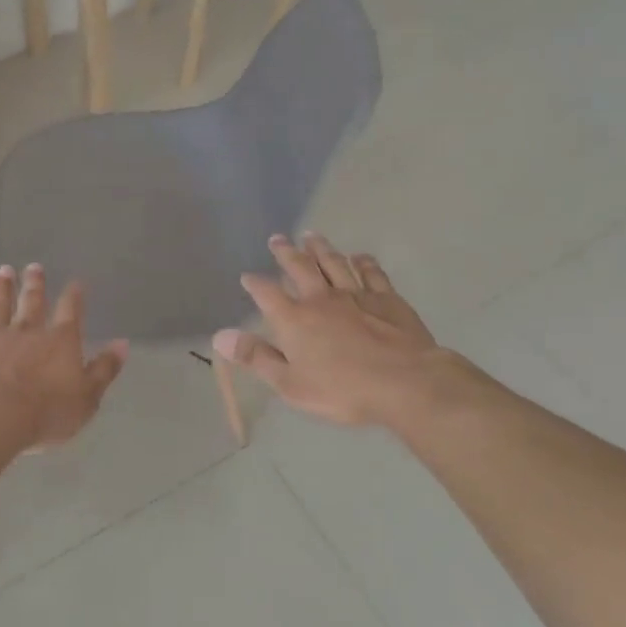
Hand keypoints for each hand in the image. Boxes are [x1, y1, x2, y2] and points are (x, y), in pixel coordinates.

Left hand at [0, 265, 128, 452]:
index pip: (70, 312)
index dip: (74, 296)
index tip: (76, 282)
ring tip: (2, 272)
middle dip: (34, 284)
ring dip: (0, 289)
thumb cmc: (46, 412)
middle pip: (32, 302)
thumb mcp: (87, 397)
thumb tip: (123, 344)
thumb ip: (104, 369)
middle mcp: (26, 331)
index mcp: (59, 341)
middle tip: (33, 266)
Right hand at [214, 234, 442, 429]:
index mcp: (295, 319)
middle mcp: (321, 299)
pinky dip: (364, 262)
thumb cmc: (342, 390)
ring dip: (321, 249)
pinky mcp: (387, 299)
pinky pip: (372, 273)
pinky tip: (359, 256)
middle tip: (277, 239)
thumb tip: (220, 337)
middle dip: (286, 253)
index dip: (255, 284)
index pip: (267, 294)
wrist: (405, 383)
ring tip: (311, 236)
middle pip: (300, 268)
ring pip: (334, 263)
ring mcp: (356, 295)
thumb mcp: (290, 384)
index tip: (247, 276)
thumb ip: (256, 357)